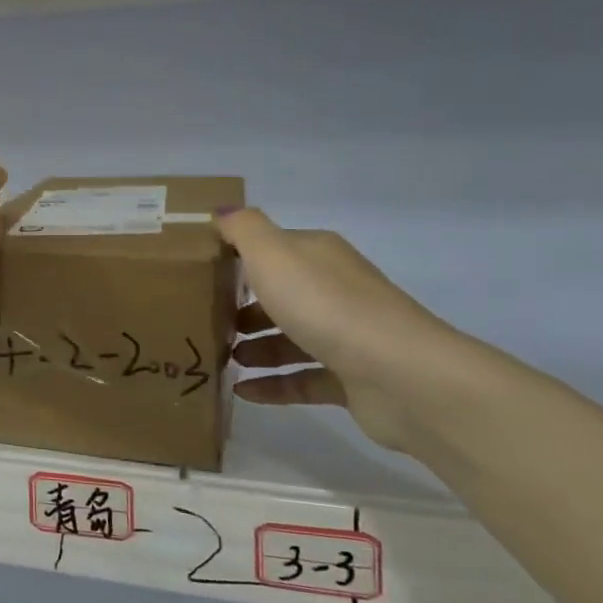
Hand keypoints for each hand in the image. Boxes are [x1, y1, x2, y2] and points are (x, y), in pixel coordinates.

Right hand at [211, 204, 475, 453]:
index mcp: (318, 256)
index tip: (202, 274)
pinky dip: (272, 385)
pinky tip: (241, 391)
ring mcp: (347, 336)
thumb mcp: (273, 254)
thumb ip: (243, 229)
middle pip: (282, 295)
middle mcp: (335, 290)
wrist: (400, 374)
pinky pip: (303, 379)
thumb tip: (221, 210)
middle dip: (244, 307)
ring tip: (221, 358)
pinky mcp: (352, 380)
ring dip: (255, 348)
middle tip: (207, 321)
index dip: (239, 258)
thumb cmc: (325, 305)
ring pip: (291, 338)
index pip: (274, 250)